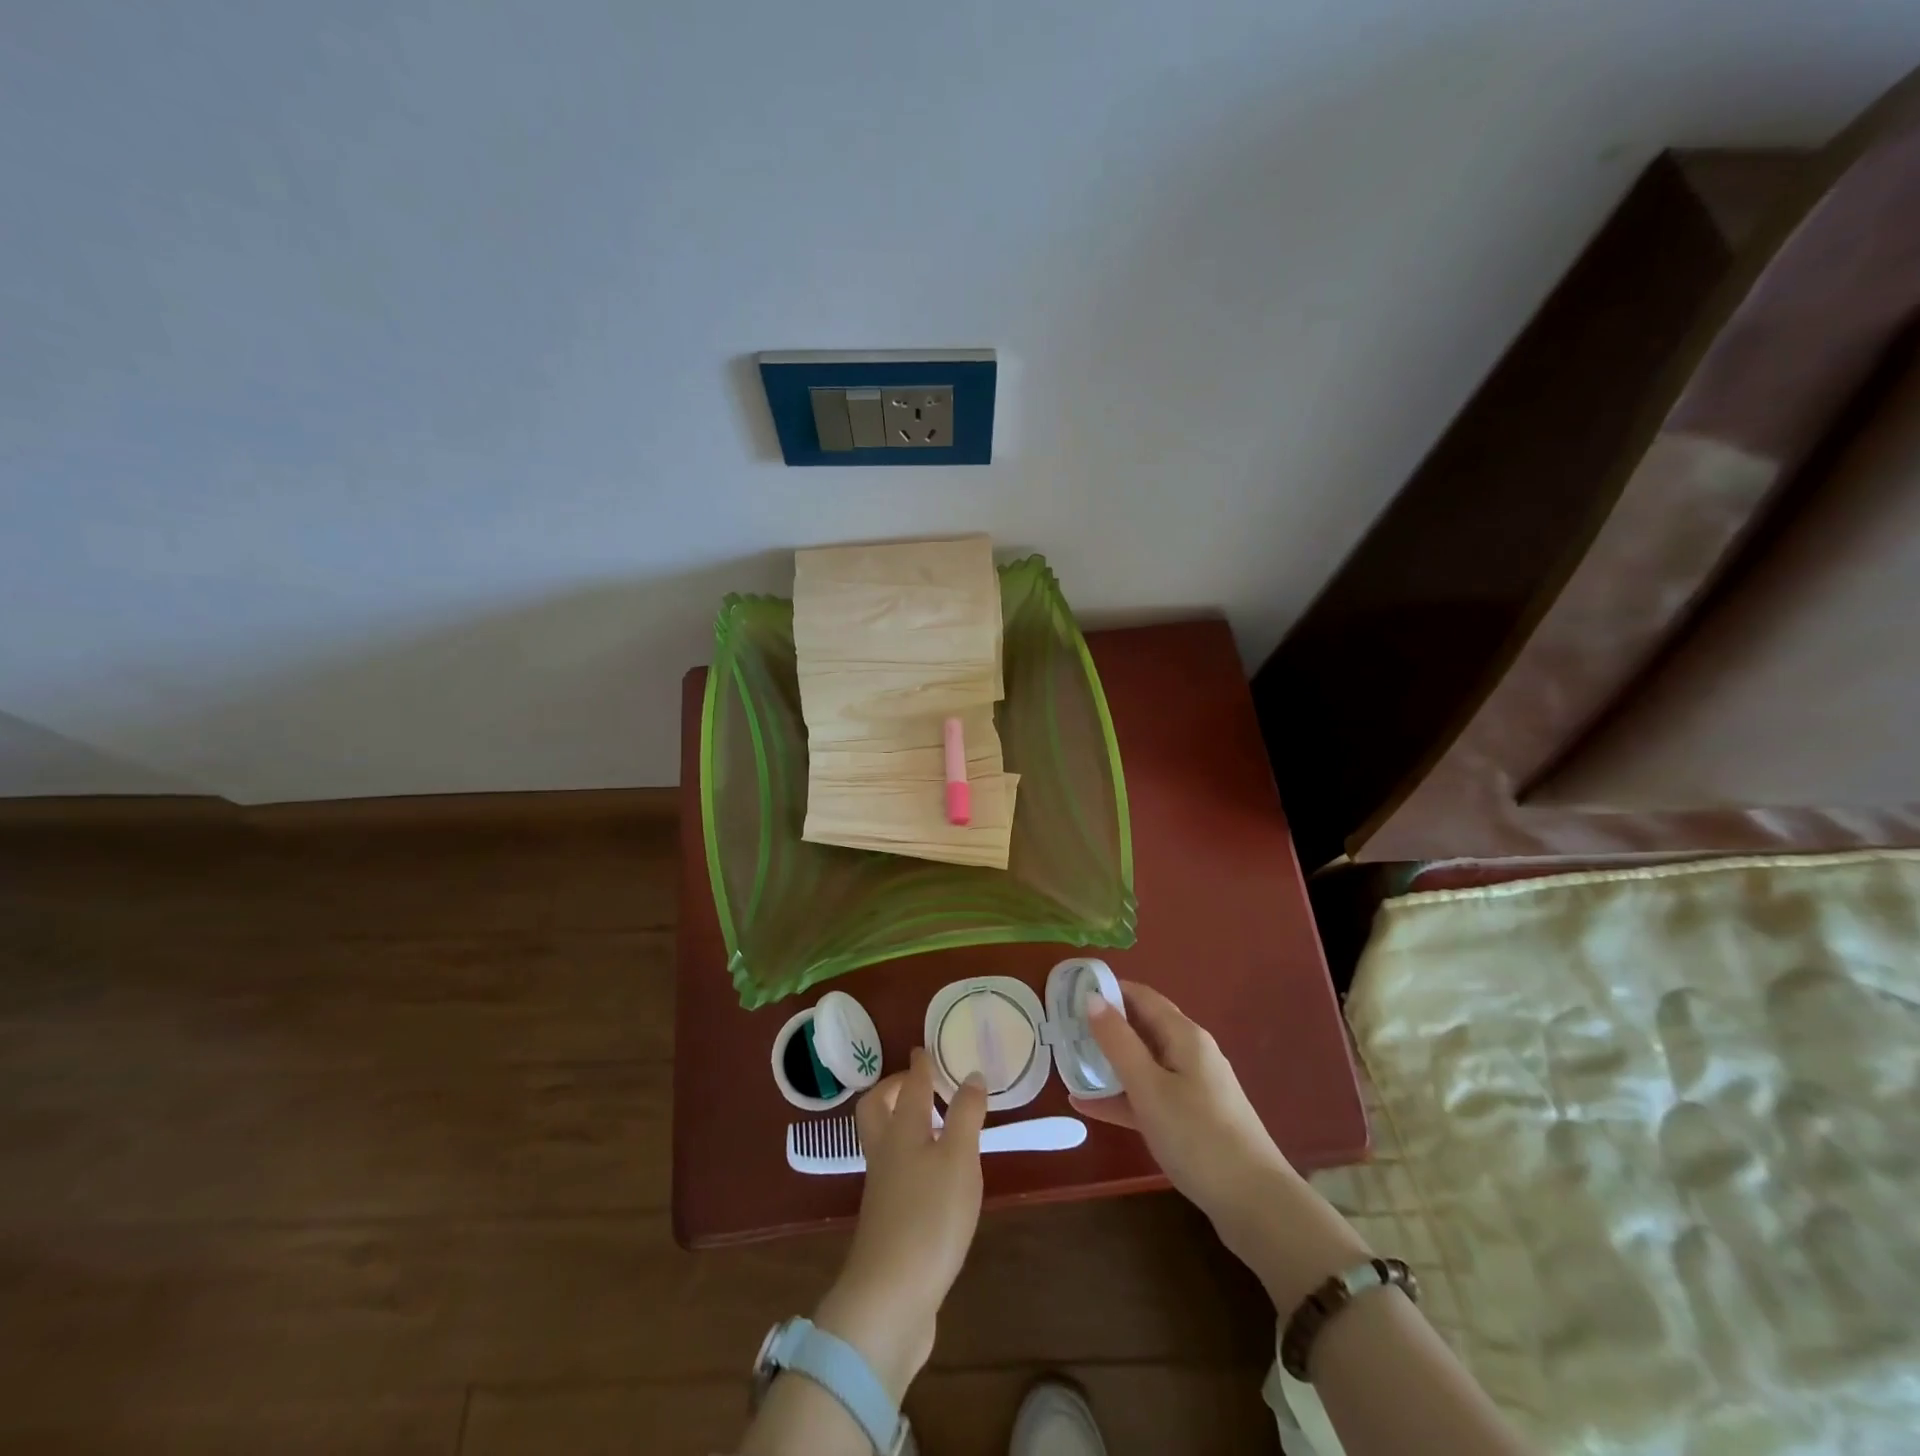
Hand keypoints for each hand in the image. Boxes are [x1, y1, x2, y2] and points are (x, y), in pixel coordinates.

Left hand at [815, 1048, 986, 1400]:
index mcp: (903, 1131)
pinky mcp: (886, 1220)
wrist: (889, 1298)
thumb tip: (970, 1074)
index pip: (911, 1086)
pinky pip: (893, 1171)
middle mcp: (886, 1152)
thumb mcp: (958, 1160)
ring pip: (883, 1139)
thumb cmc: (929, 1218)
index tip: (924, 1047)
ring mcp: (882, 1188)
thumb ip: (965, 1115)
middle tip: (918, 1082)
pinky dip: (909, 1157)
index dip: (919, 1064)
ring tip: (932, 1123)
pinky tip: (932, 1173)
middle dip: (893, 1089)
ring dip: (900, 1122)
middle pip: (877, 1108)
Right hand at [1071, 981, 1369, 1309]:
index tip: (1070, 993)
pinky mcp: (1192, 1118)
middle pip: (1142, 1027)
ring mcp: (1193, 1087)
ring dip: (1109, 1063)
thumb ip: (1118, 1041)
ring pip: (1143, 1063)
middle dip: (1105, 1026)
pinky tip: (1088, 1107)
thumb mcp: (1149, 1087)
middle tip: (1064, 1030)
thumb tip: (1092, 997)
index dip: (1107, 990)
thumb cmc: (1197, 1135)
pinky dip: (1122, 1096)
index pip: (1141, 996)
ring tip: (1068, 1065)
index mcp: (1184, 1036)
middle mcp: (1191, 1053)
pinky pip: (1150, 1095)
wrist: (1255, 1204)